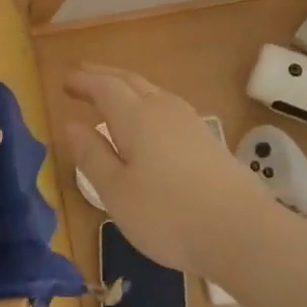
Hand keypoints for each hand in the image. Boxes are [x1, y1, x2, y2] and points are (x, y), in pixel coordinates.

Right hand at [62, 65, 276, 272]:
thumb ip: (92, 156)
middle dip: (104, 76)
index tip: (65, 81)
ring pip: (153, 92)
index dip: (84, 81)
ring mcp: (190, 123)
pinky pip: (168, 108)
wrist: (241, 231)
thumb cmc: (167, 214)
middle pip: (131, 81)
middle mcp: (164, 110)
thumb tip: (72, 125)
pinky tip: (148, 124)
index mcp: (136, 117)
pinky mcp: (207, 141)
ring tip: (112, 96)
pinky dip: (147, 104)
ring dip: (128, 87)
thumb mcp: (116, 191)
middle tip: (83, 75)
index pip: (105, 87)